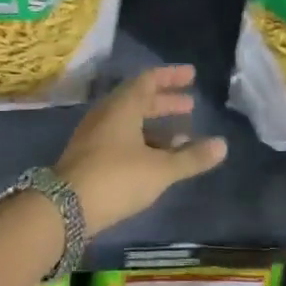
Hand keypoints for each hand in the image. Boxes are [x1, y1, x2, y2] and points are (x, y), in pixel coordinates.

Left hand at [55, 64, 227, 232]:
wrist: (63, 209)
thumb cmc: (116, 178)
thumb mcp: (160, 169)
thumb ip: (191, 157)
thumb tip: (222, 145)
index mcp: (122, 107)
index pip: (148, 80)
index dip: (171, 76)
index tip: (192, 75)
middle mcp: (106, 114)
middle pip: (139, 100)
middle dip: (166, 102)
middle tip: (190, 105)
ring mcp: (94, 136)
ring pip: (129, 121)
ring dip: (155, 125)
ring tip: (181, 136)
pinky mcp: (88, 157)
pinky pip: (121, 139)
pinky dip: (142, 141)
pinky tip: (156, 160)